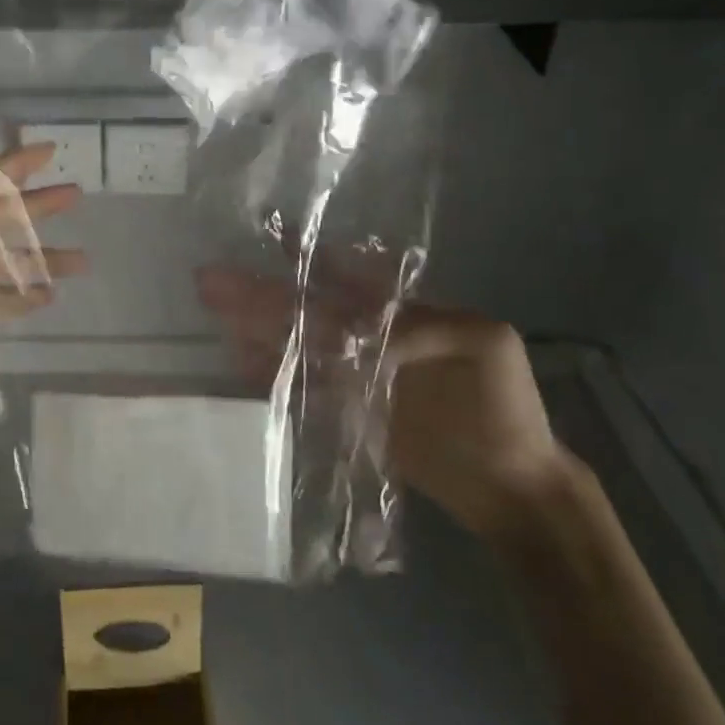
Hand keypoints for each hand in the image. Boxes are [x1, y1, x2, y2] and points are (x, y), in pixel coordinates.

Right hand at [196, 262, 565, 542]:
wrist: (512, 485)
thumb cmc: (502, 407)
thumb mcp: (485, 346)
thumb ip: (422, 326)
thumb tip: (359, 327)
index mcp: (398, 312)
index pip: (343, 278)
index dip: (305, 259)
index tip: (269, 239)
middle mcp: (368, 336)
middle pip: (307, 309)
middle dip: (262, 293)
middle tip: (212, 281)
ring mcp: (354, 375)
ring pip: (297, 344)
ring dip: (257, 329)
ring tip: (216, 315)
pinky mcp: (346, 412)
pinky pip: (302, 386)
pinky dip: (271, 373)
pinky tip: (240, 360)